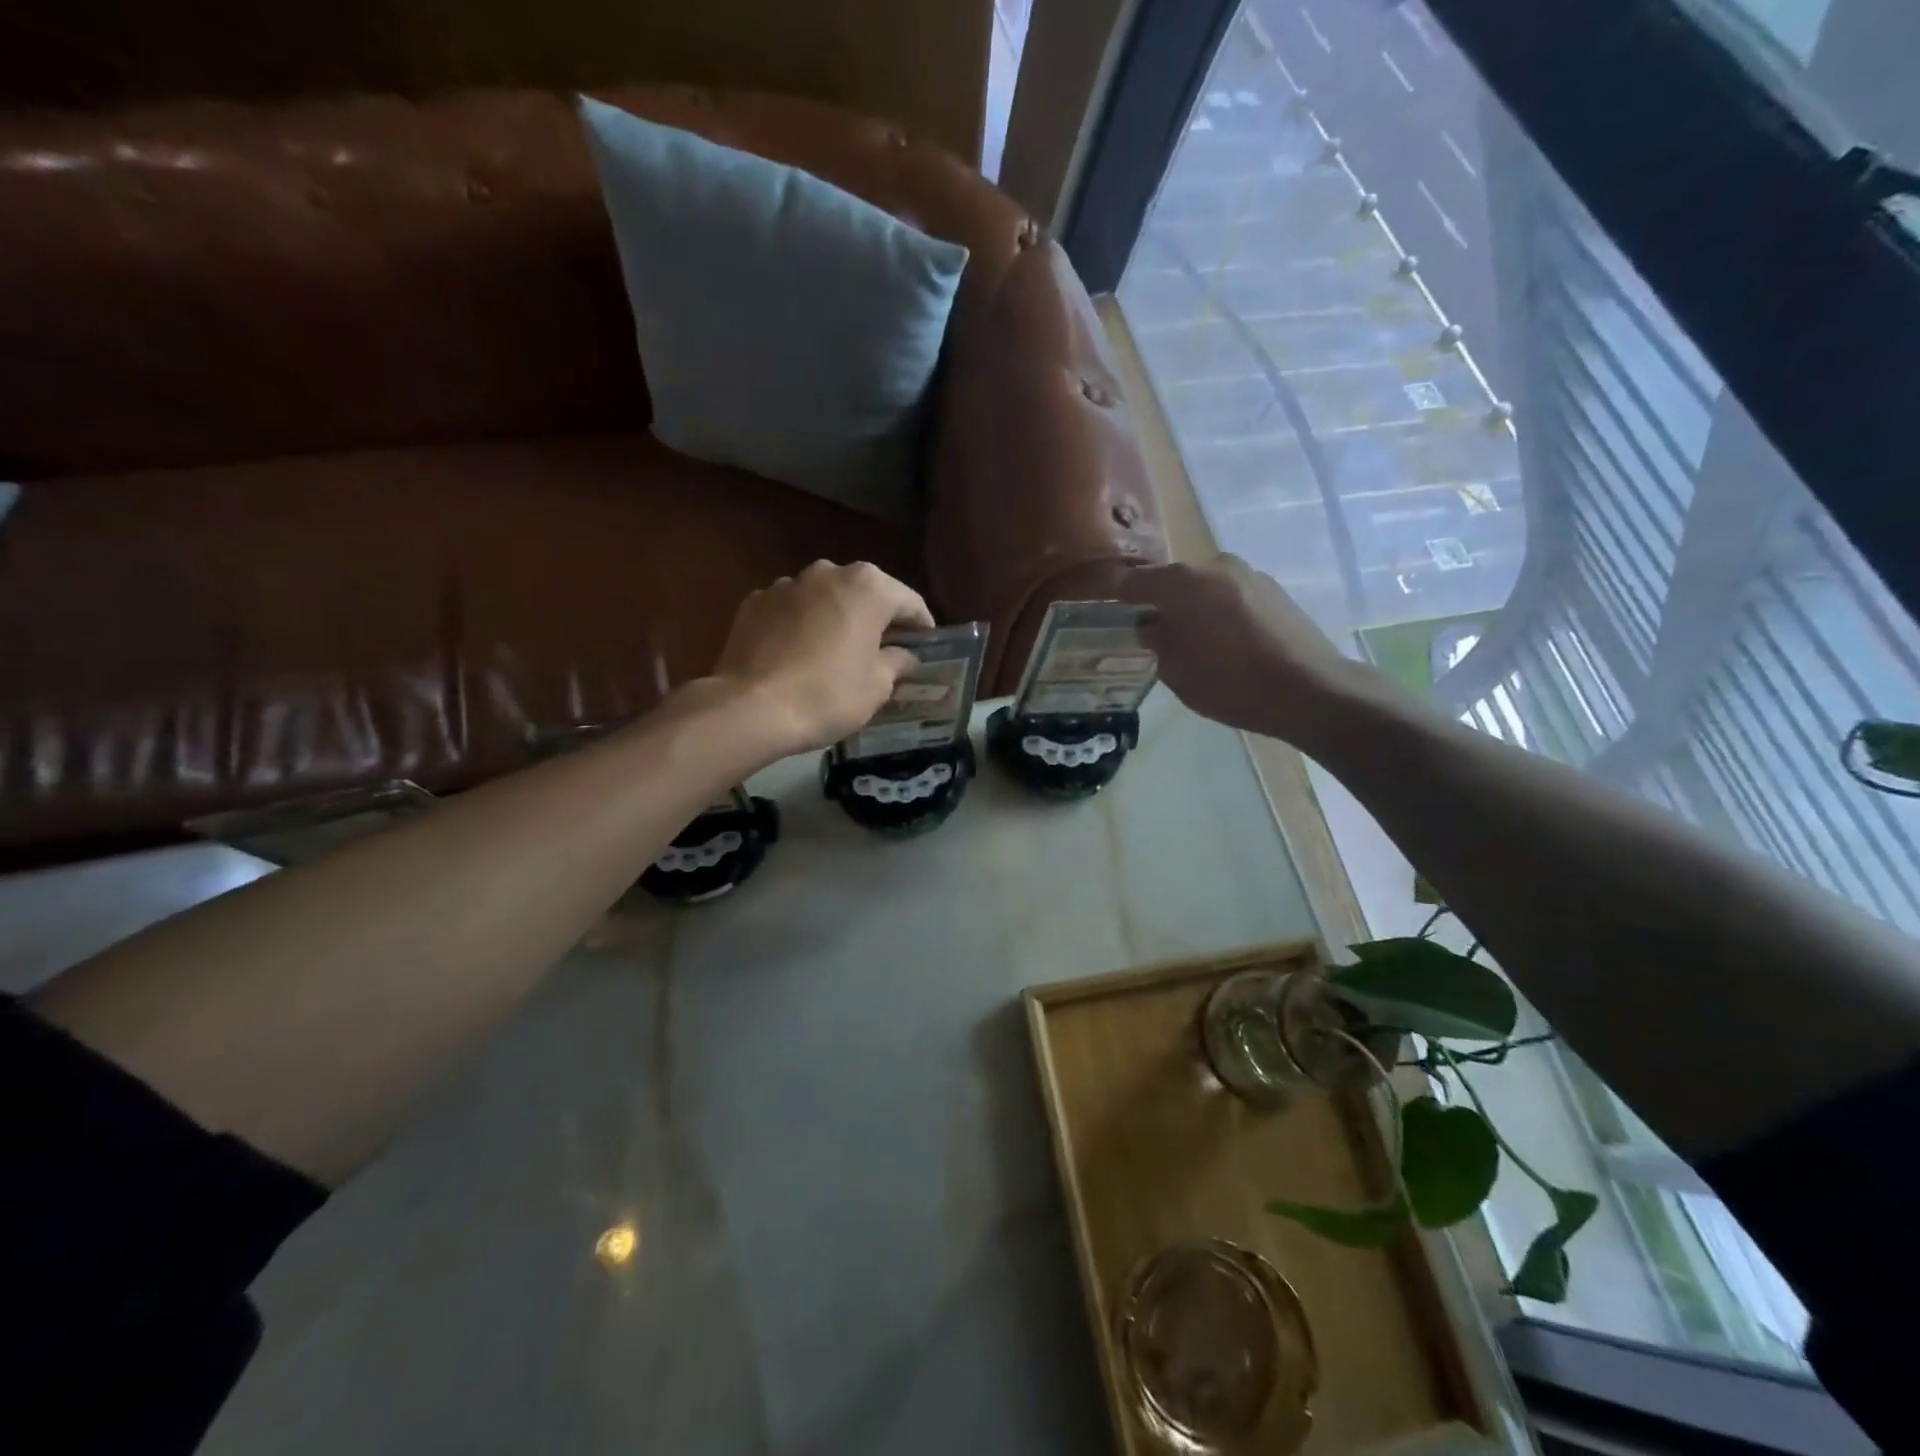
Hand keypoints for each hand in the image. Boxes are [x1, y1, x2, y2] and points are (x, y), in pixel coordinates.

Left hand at [708, 560, 934, 755]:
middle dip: (876, 618)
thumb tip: (903, 656)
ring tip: (836, 652)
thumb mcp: (877, 686)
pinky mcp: (755, 602)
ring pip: (824, 598)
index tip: (925, 647)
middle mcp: (828, 573)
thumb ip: (896, 662)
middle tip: (883, 650)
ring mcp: (787, 584)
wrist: (751, 708)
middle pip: (865, 593)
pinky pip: (791, 610)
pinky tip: (799, 655)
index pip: (909, 602)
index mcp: (868, 587)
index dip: (921, 627)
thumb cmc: (828, 695)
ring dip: (835, 618)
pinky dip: (800, 625)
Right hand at [1120, 554, 1364, 744]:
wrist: (1311, 690)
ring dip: (1190, 606)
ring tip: (1189, 639)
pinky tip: (1223, 641)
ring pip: (1204, 587)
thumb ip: (1157, 643)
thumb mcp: (1178, 673)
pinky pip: (1230, 594)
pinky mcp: (1274, 590)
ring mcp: (1249, 575)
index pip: (1135, 582)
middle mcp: (1215, 567)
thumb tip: (1149, 627)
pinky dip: (1218, 610)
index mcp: (1183, 583)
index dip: (1115, 595)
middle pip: (1173, 580)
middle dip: (1157, 602)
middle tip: (1148, 631)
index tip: (1103, 608)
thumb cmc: (1233, 684)